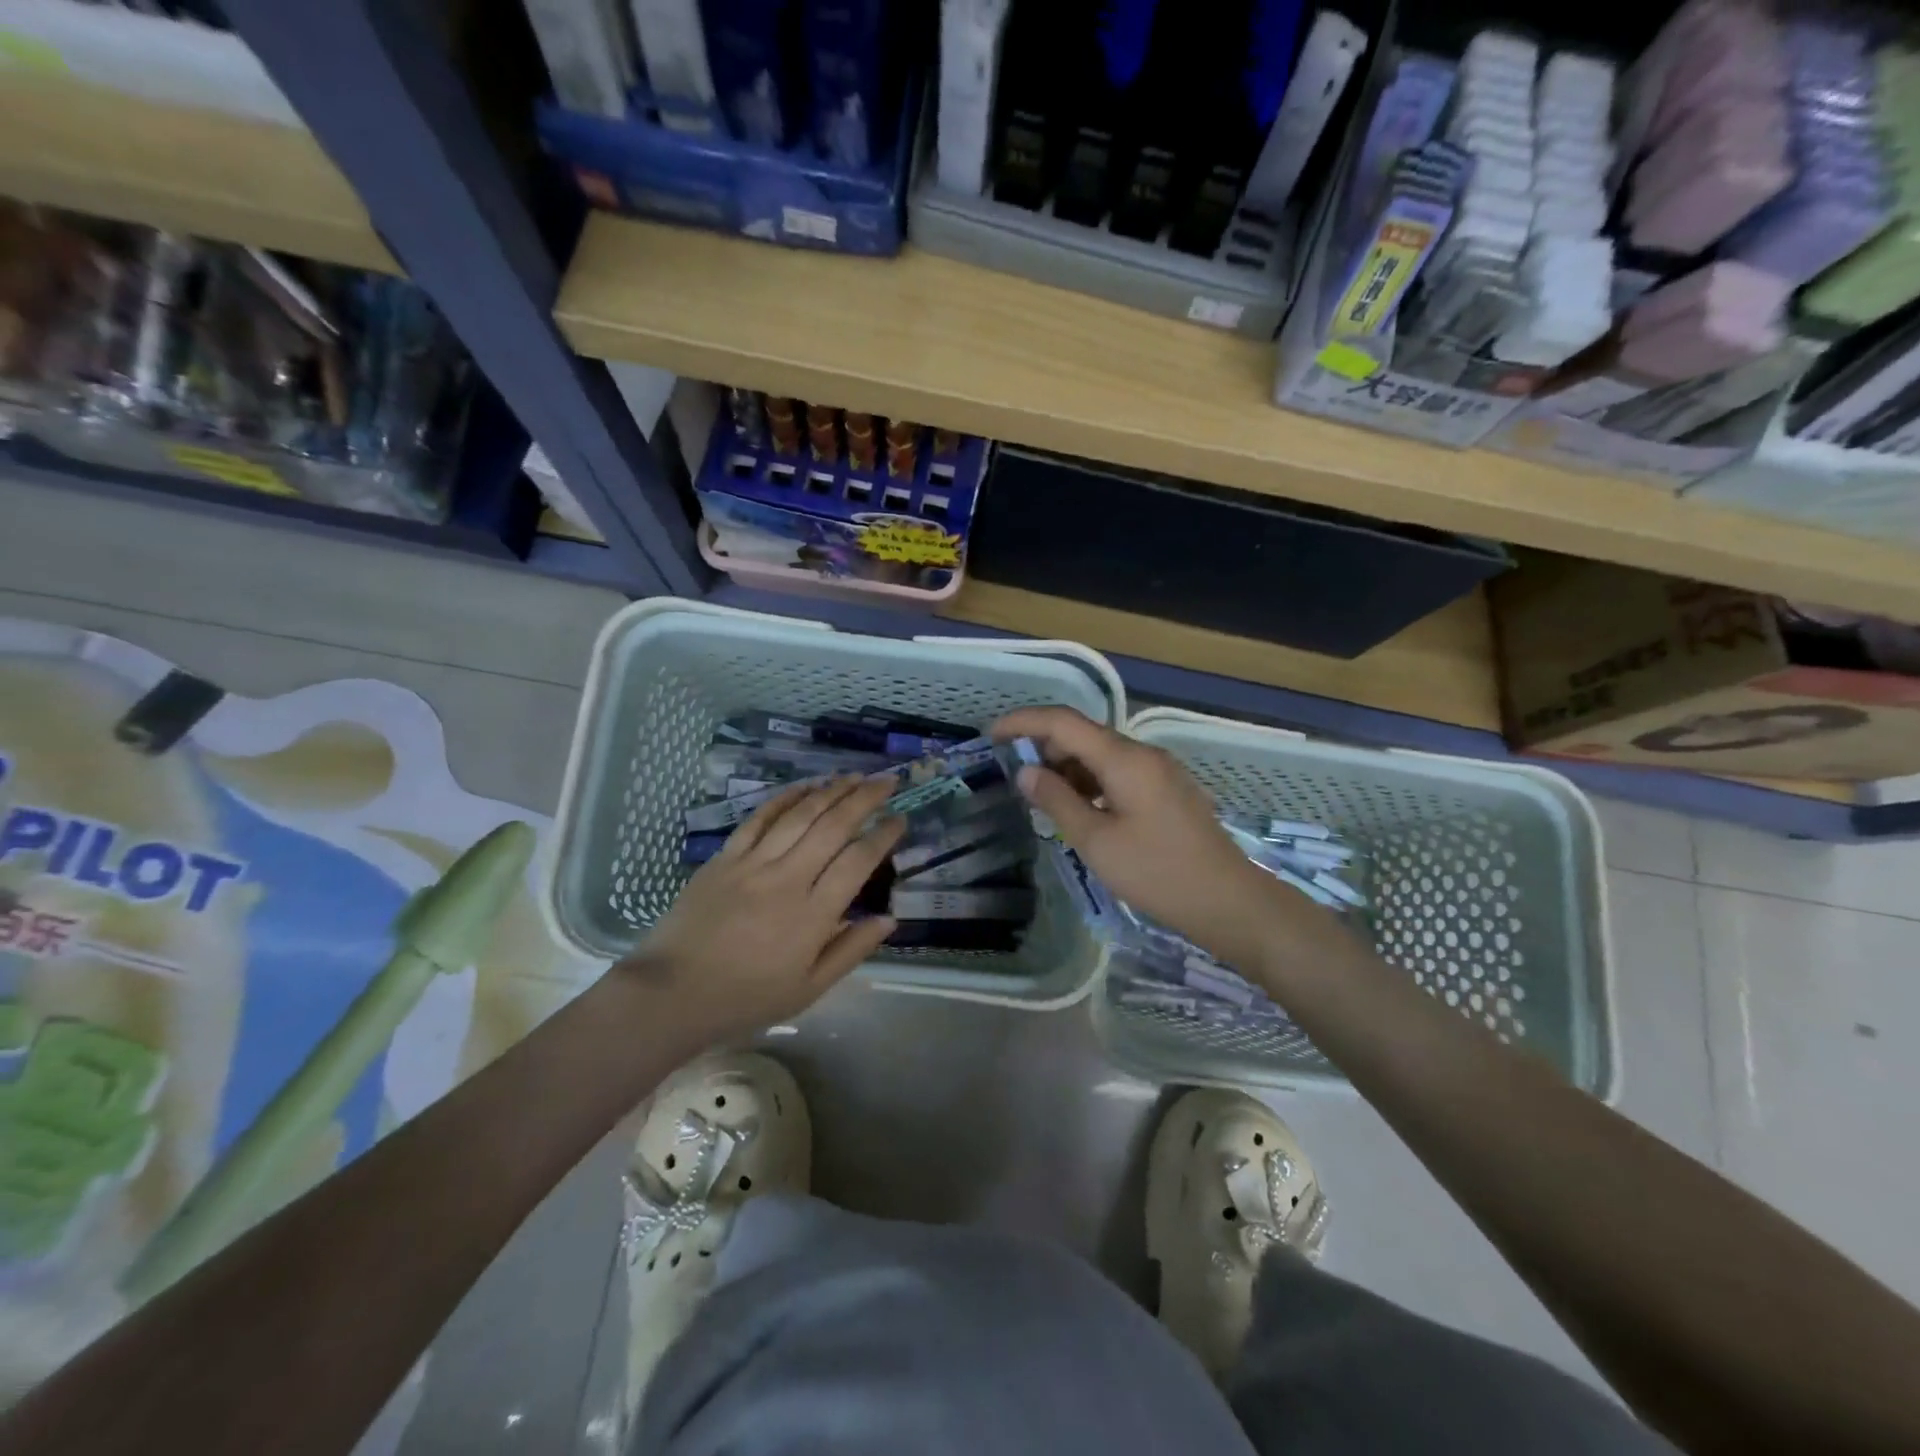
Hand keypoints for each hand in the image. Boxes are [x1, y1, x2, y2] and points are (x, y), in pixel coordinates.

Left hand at [622, 777, 904, 1042]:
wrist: (672, 993)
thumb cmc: (746, 998)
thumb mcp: (808, 989)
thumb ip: (851, 950)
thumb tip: (889, 919)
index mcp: (813, 915)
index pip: (858, 862)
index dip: (883, 836)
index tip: (901, 819)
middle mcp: (787, 879)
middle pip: (833, 827)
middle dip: (865, 798)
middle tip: (888, 781)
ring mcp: (753, 864)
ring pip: (799, 815)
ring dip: (831, 791)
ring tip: (854, 776)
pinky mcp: (725, 857)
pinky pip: (759, 818)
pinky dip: (785, 798)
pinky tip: (805, 786)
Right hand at [992, 707, 1309, 969]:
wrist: (1228, 901)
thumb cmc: (1157, 872)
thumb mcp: (1097, 841)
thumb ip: (1057, 800)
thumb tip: (1025, 771)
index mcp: (1125, 759)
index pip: (1063, 721)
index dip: (1023, 722)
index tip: (992, 735)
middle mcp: (1143, 754)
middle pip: (1083, 734)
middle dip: (1044, 748)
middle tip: (1014, 777)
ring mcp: (1159, 771)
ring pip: (1101, 755)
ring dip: (1068, 768)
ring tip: (1042, 800)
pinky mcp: (1167, 790)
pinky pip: (1119, 773)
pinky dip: (1091, 783)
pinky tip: (1079, 810)